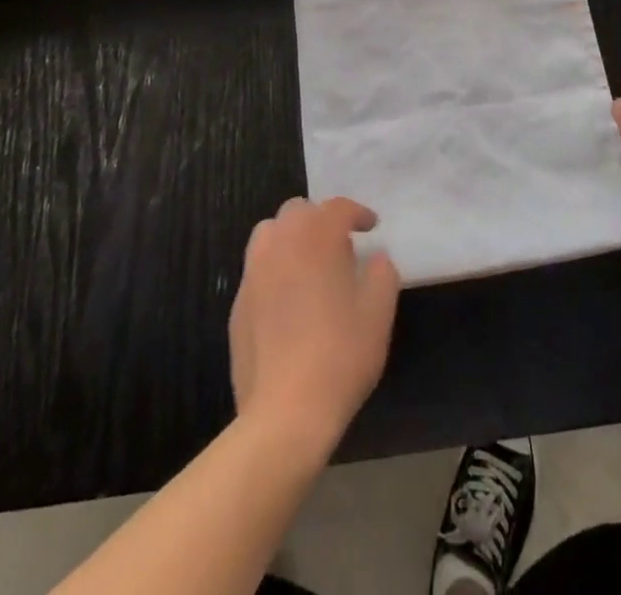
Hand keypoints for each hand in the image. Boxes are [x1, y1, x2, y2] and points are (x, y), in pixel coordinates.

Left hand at [228, 197, 400, 461]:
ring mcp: (253, 272)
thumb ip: (382, 274)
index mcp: (316, 237)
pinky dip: (275, 269)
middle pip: (298, 211)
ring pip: (270, 233)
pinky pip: (257, 269)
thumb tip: (376, 258)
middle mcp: (281, 243)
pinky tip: (289, 301)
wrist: (285, 412)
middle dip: (320, 219)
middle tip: (340, 245)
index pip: (337, 207)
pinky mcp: (238, 303)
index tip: (371, 226)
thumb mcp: (378, 314)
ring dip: (291, 237)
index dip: (357, 213)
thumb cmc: (340, 355)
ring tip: (309, 264)